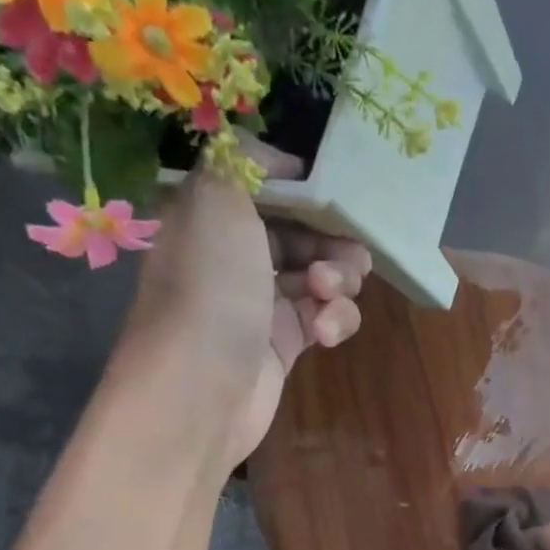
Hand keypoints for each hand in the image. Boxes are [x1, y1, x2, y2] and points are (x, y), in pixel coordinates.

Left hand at [120, 147, 370, 465]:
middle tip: (348, 254)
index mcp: (211, 216)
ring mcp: (261, 303)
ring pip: (321, 276)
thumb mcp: (217, 201)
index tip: (337, 195)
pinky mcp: (285, 345)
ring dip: (338, 280)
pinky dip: (333, 321)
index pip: (267, 188)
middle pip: (302, 232)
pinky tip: (324, 334)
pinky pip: (324, 318)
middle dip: (331, 239)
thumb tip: (277, 159)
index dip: (305, 190)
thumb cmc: (210, 290)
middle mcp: (234, 256)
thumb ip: (242, 160)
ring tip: (328, 294)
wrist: (201, 390)